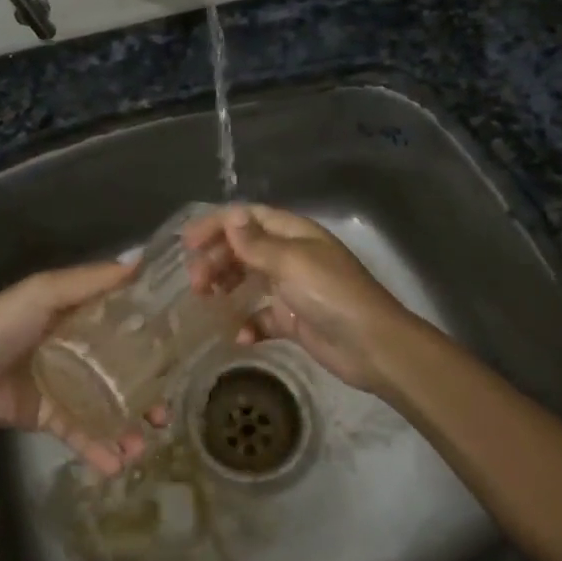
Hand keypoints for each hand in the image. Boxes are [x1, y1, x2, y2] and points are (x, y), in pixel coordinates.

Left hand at [0, 260, 155, 475]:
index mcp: (79, 316)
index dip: (152, 336)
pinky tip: (117, 464)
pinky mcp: (52, 417)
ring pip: (108, 408)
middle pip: (123, 372)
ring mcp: (67, 386)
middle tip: (165, 413)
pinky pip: (81, 434)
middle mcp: (79, 350)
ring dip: (129, 429)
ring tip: (143, 447)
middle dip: (147, 394)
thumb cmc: (4, 323)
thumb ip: (91, 281)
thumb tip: (139, 261)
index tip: (183, 349)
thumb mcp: (46, 290)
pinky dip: (99, 451)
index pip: (125, 324)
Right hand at [184, 204, 416, 394]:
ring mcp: (292, 289)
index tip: (188, 242)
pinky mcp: (293, 320)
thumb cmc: (331, 294)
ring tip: (206, 301)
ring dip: (226, 287)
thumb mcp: (291, 262)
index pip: (249, 218)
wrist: (372, 346)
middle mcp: (291, 256)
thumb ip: (256, 243)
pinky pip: (262, 317)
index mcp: (294, 234)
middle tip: (195, 281)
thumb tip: (232, 215)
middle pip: (244, 249)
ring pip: (248, 281)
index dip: (218, 225)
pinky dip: (248, 324)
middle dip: (216, 259)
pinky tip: (240, 336)